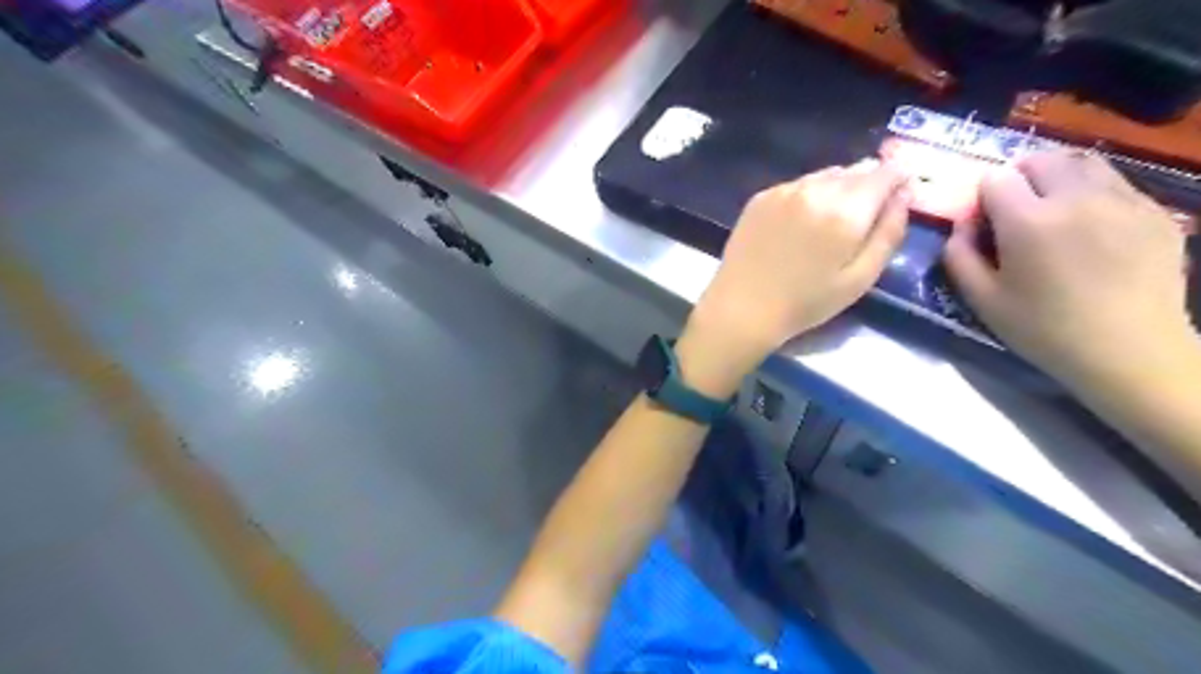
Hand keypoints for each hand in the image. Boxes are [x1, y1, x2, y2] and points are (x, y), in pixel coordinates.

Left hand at [675, 159, 909, 395]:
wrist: (742, 308)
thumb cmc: (806, 302)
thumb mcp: (860, 278)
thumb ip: (889, 233)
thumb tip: (904, 195)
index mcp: (846, 210)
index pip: (886, 172)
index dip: (897, 182)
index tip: (896, 199)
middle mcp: (815, 189)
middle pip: (855, 170)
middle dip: (867, 186)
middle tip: (860, 219)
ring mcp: (784, 190)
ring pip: (825, 175)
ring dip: (836, 189)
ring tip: (828, 223)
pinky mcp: (760, 197)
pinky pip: (797, 185)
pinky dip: (807, 196)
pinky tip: (798, 225)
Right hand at [948, 146, 1189, 387]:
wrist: (1130, 350)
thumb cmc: (1044, 329)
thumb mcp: (981, 299)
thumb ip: (959, 256)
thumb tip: (961, 225)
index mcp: (1029, 221)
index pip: (995, 178)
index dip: (983, 197)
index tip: (985, 221)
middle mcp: (1077, 197)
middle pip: (1040, 159)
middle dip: (1019, 178)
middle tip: (1015, 210)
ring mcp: (1123, 200)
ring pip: (1082, 162)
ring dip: (1058, 177)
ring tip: (1053, 209)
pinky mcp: (1155, 211)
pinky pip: (1116, 183)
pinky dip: (1093, 192)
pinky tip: (1090, 227)